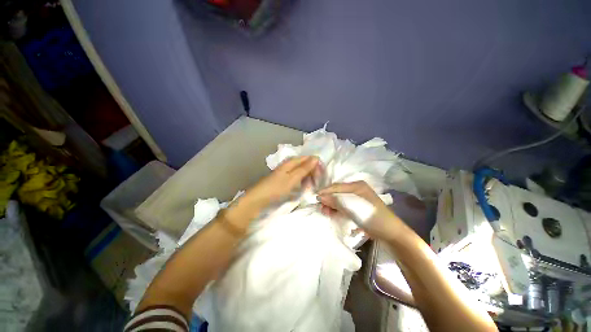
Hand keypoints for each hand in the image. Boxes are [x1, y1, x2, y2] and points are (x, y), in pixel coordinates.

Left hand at [226, 156, 320, 224]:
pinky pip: (297, 177)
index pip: (309, 158)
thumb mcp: (292, 178)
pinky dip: (302, 181)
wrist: (259, 199)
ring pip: (302, 171)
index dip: (317, 165)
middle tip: (318, 183)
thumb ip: (304, 168)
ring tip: (312, 186)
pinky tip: (304, 187)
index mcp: (291, 162)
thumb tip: (316, 158)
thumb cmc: (276, 188)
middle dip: (313, 172)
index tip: (322, 176)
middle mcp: (289, 164)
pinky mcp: (284, 178)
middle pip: (306, 164)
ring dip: (309, 177)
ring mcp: (286, 171)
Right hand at [318, 181, 403, 240]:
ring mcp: (357, 198)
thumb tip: (319, 196)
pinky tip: (333, 214)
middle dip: (328, 199)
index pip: (336, 186)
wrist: (390, 233)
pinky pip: (344, 206)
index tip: (315, 198)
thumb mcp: (352, 207)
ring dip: (332, 205)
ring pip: (339, 199)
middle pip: (337, 192)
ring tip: (326, 212)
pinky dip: (337, 209)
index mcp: (357, 185)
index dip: (325, 192)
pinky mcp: (357, 207)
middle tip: (321, 208)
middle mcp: (356, 189)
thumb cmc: (371, 217)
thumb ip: (335, 201)